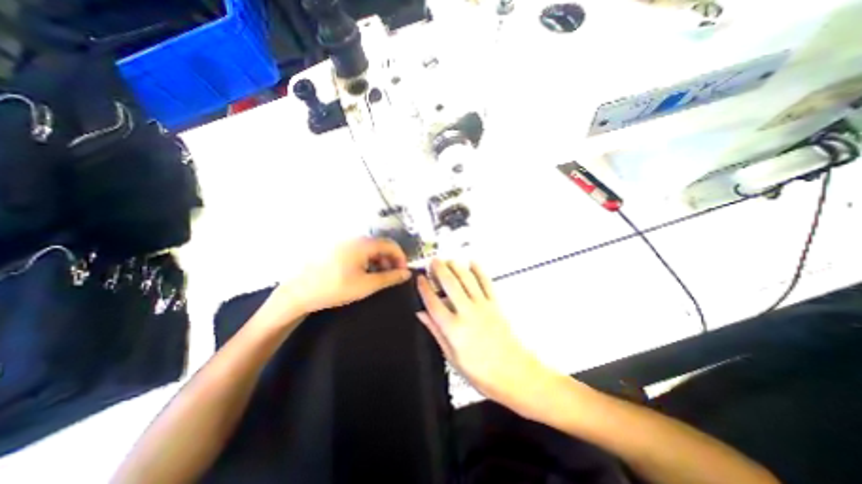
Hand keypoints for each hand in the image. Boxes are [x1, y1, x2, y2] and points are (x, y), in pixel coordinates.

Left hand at [269, 236, 410, 319]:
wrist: (299, 292)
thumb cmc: (335, 288)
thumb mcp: (366, 285)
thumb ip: (390, 278)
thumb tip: (407, 274)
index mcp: (363, 244)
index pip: (391, 245)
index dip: (401, 258)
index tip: (403, 273)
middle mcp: (354, 239)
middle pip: (380, 246)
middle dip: (390, 261)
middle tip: (392, 277)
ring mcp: (344, 243)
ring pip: (369, 249)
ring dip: (379, 262)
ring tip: (378, 278)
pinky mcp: (337, 249)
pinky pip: (359, 252)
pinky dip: (367, 262)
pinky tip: (364, 274)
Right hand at [417, 261, 550, 411]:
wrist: (515, 374)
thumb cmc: (483, 372)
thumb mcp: (452, 357)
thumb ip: (436, 332)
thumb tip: (422, 315)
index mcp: (454, 329)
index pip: (433, 303)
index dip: (424, 288)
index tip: (420, 279)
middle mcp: (467, 313)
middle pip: (450, 284)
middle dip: (439, 270)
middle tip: (433, 261)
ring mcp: (483, 306)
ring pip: (467, 280)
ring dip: (456, 267)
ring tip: (448, 259)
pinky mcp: (496, 304)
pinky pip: (486, 283)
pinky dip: (479, 271)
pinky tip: (473, 262)